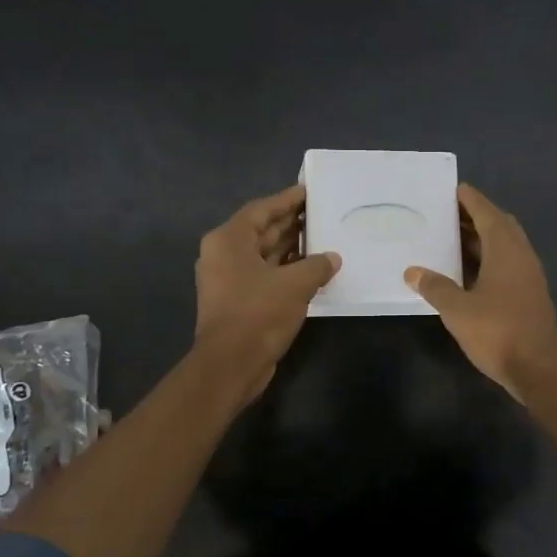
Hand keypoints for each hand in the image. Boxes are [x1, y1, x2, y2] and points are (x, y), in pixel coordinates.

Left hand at [193, 185, 339, 403]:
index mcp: (229, 240)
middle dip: (291, 223)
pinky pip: (265, 275)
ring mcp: (228, 280)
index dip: (287, 200)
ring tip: (323, 238)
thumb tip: (332, 258)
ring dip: (291, 248)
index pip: (262, 210)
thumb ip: (317, 265)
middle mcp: (223, 255)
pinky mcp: (237, 301)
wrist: (231, 364)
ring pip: (264, 255)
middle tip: (321, 213)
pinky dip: (286, 271)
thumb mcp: (295, 284)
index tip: (309, 191)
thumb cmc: (259, 313)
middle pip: (261, 231)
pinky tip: (313, 270)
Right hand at [405, 184, 556, 404]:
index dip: (471, 200)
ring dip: (482, 238)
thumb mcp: (458, 309)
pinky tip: (468, 271)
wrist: (539, 369)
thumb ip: (435, 287)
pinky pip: (507, 264)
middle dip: (476, 216)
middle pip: (500, 225)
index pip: (488, 213)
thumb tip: (413, 271)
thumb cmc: (498, 332)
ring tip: (452, 237)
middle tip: (448, 214)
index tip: (454, 189)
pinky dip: (488, 258)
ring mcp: (529, 276)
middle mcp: (521, 256)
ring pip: (505, 246)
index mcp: (506, 250)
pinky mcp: (529, 295)